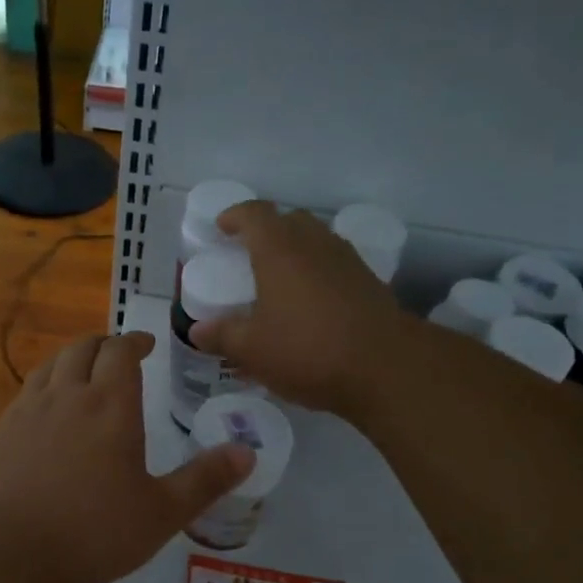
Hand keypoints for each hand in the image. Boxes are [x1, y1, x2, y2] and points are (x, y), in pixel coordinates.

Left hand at [0, 332, 253, 582]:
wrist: (6, 554)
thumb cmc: (93, 532)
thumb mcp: (161, 513)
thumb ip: (205, 480)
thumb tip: (247, 452)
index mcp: (109, 405)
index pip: (121, 352)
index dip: (134, 342)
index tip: (146, 345)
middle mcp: (67, 396)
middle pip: (83, 349)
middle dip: (104, 344)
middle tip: (119, 355)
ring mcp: (28, 412)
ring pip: (51, 365)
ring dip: (72, 359)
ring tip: (84, 371)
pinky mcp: (2, 433)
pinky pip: (27, 391)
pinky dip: (46, 384)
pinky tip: (48, 410)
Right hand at [191, 200, 413, 414]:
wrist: (385, 368)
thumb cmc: (307, 350)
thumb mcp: (252, 350)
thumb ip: (222, 336)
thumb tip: (197, 331)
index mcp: (279, 249)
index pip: (254, 214)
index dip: (235, 216)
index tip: (222, 226)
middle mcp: (315, 244)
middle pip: (289, 221)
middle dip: (267, 231)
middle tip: (250, 254)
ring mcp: (347, 260)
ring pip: (316, 241)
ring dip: (296, 252)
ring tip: (280, 281)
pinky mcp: (370, 283)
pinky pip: (335, 265)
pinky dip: (318, 273)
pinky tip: (311, 304)